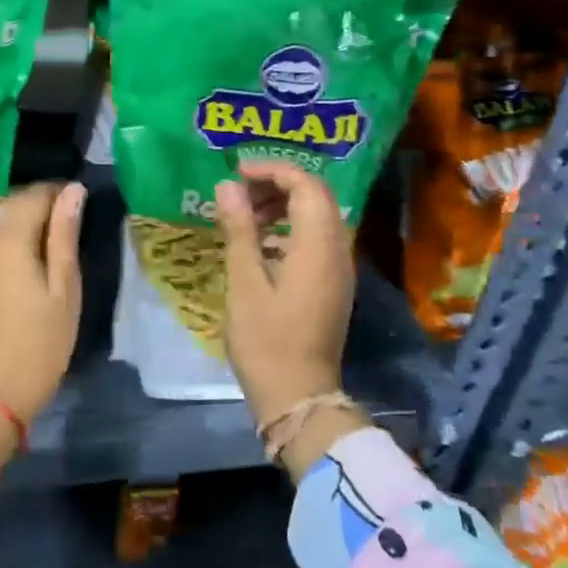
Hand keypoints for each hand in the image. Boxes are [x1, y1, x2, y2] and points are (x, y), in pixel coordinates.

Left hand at [0, 182, 86, 425]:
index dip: (60, 193)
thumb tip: (73, 190)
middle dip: (38, 203)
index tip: (80, 206)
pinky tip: (18, 258)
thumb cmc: (37, 344)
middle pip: (10, 201)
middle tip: (67, 224)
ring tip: (46, 241)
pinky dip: (1, 236)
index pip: (36, 193)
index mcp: (8, 235)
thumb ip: (65, 235)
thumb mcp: (64, 289)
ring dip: (18, 218)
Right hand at [214, 160, 355, 432]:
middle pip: (317, 196)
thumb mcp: (244, 282)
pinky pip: (317, 238)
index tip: (238, 172)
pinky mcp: (332, 284)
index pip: (306, 185)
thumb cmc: (266, 341)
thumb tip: (228, 185)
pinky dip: (290, 227)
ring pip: (319, 216)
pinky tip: (260, 242)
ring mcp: (338, 269)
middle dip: (278, 183)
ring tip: (245, 213)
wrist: (298, 398)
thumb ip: (240, 229)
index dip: (273, 170)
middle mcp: (337, 251)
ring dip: (284, 205)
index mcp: (318, 246)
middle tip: (239, 190)